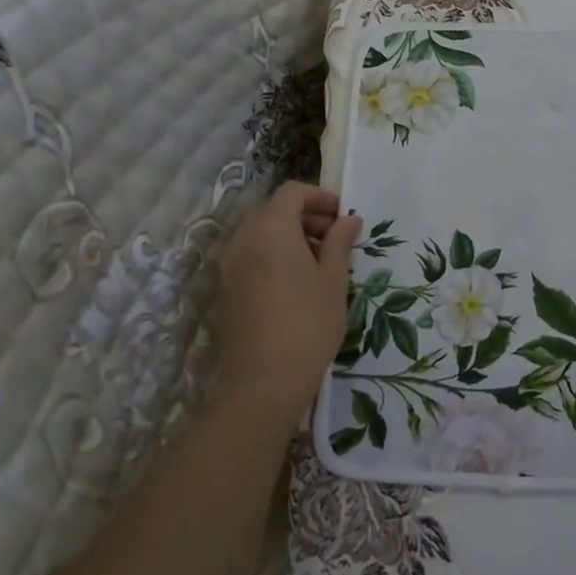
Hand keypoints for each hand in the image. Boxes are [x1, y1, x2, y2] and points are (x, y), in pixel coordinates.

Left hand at [214, 182, 362, 426]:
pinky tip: (297, 282)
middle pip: (273, 209)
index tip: (344, 216)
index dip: (321, 197)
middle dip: (306, 216)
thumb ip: (340, 242)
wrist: (262, 382)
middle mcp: (243, 238)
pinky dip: (273, 254)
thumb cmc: (308, 322)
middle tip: (335, 238)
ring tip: (320, 262)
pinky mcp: (226, 288)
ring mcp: (229, 264)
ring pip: (261, 233)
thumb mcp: (334, 279)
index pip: (293, 192)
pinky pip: (251, 255)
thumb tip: (349, 219)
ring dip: (290, 235)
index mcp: (271, 227)